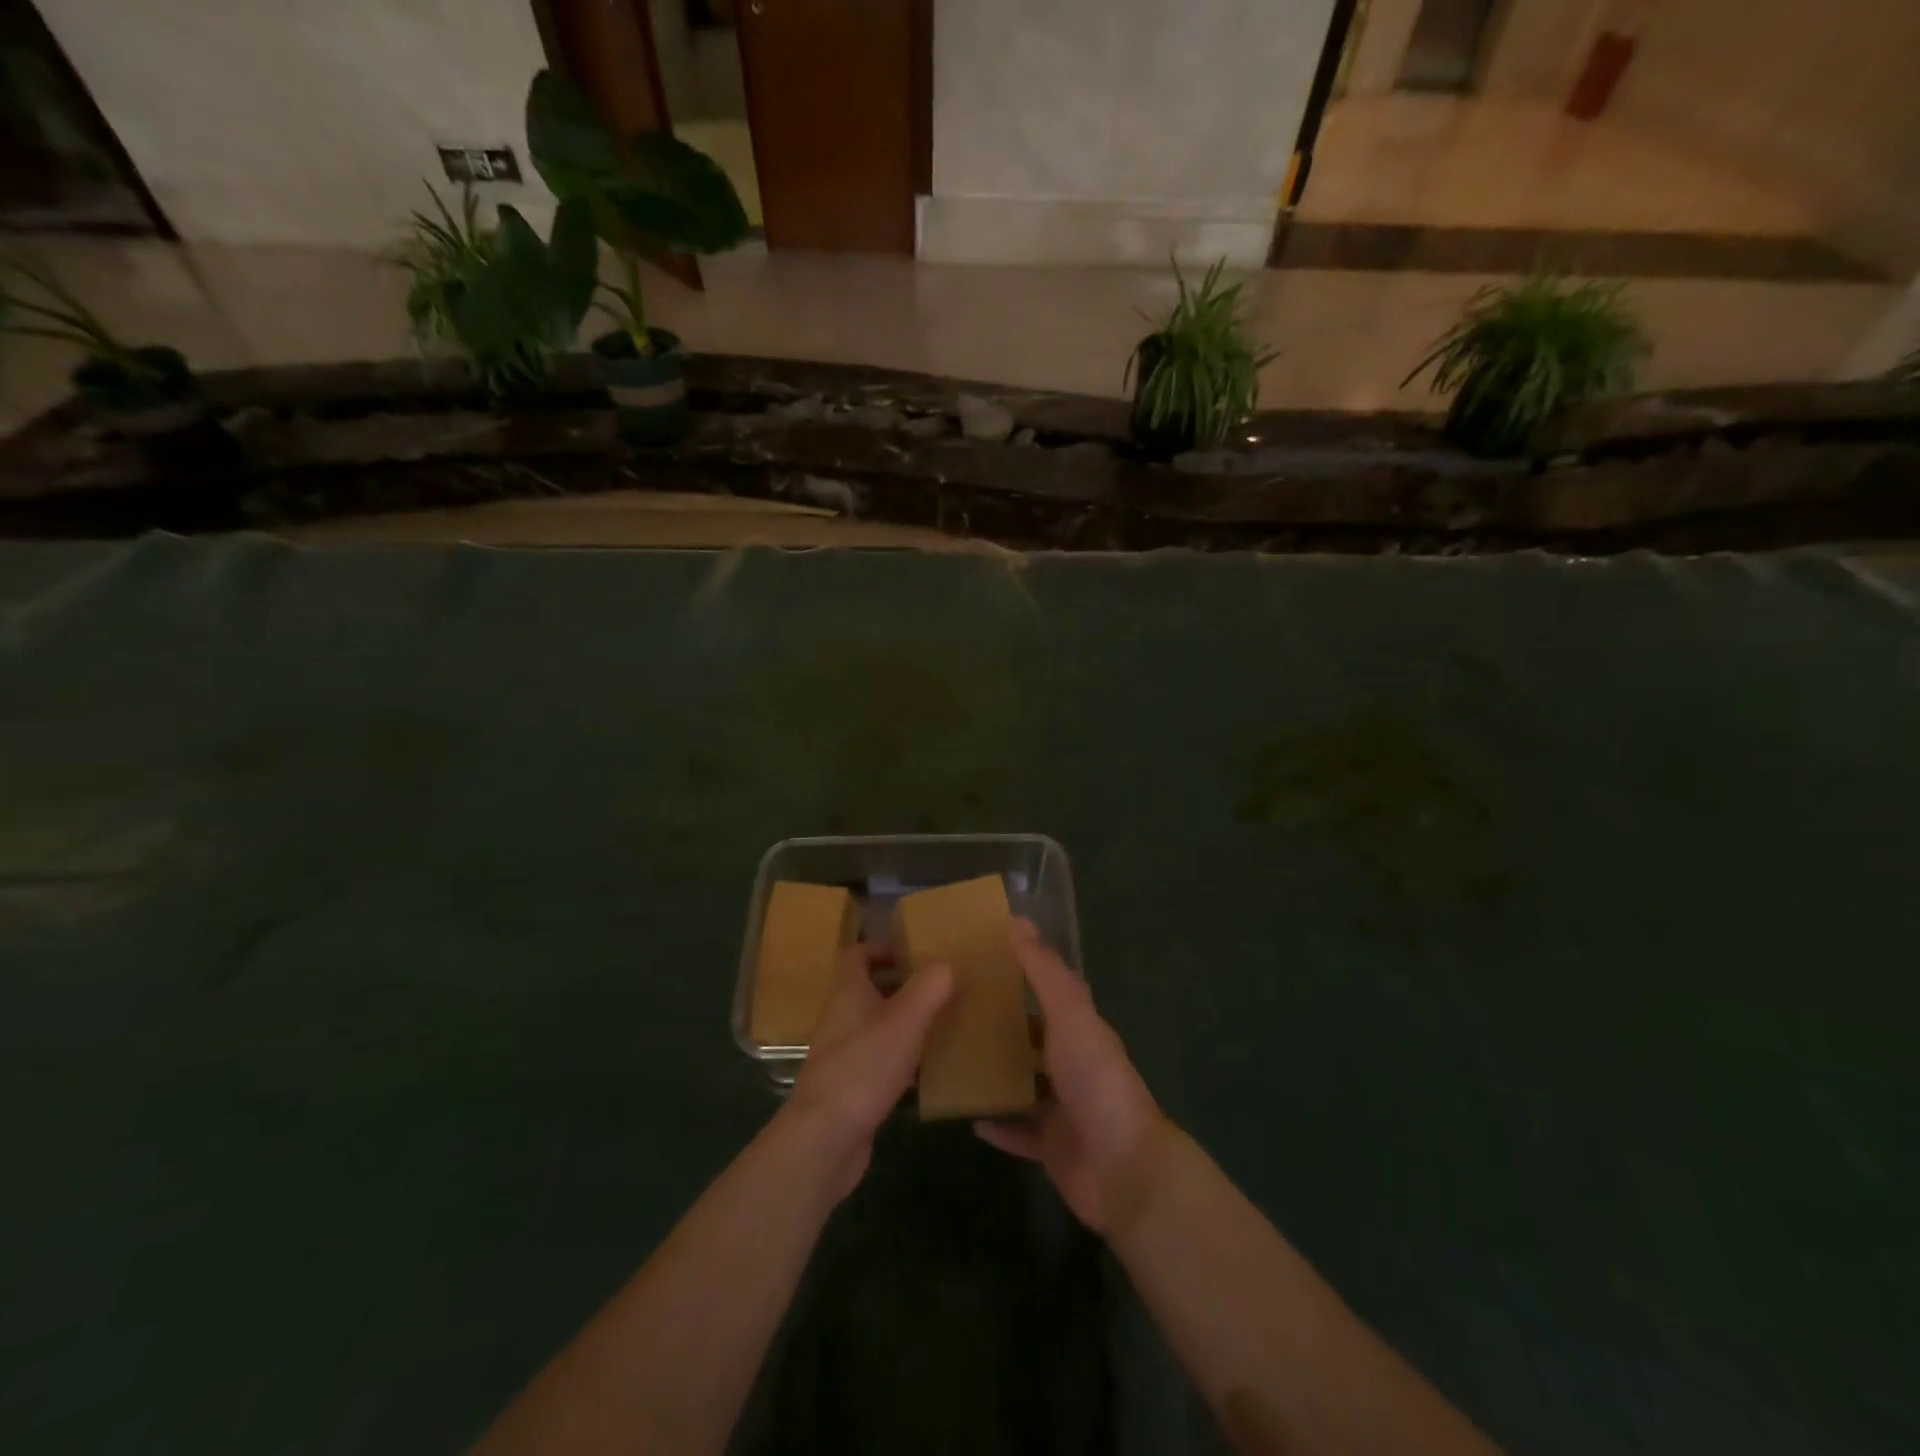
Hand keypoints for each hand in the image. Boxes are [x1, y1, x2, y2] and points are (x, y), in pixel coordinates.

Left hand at [782, 946, 952, 1201]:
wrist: (825, 1137)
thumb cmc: (864, 1066)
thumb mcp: (906, 1019)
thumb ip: (930, 986)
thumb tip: (946, 964)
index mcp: (847, 991)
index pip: (856, 954)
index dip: (882, 948)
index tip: (914, 954)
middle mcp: (840, 1017)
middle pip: (867, 989)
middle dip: (900, 985)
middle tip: (936, 988)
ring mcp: (841, 1053)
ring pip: (874, 1025)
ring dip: (902, 1021)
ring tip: (938, 1023)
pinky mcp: (849, 1086)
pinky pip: (876, 1060)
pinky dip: (899, 1057)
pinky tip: (924, 1070)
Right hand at [975, 919, 1172, 1236]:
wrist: (1122, 1168)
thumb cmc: (1096, 1080)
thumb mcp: (1070, 1016)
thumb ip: (1045, 972)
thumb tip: (1018, 921)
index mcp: (1080, 1030)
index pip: (1048, 992)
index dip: (1019, 974)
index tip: (979, 960)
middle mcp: (1072, 1065)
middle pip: (1033, 1038)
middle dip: (1001, 1024)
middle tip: (953, 1009)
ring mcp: (1062, 1109)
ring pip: (1024, 1084)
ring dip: (996, 1073)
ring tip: (952, 1057)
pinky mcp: (1051, 1148)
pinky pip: (1018, 1133)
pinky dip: (998, 1125)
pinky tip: (966, 1115)